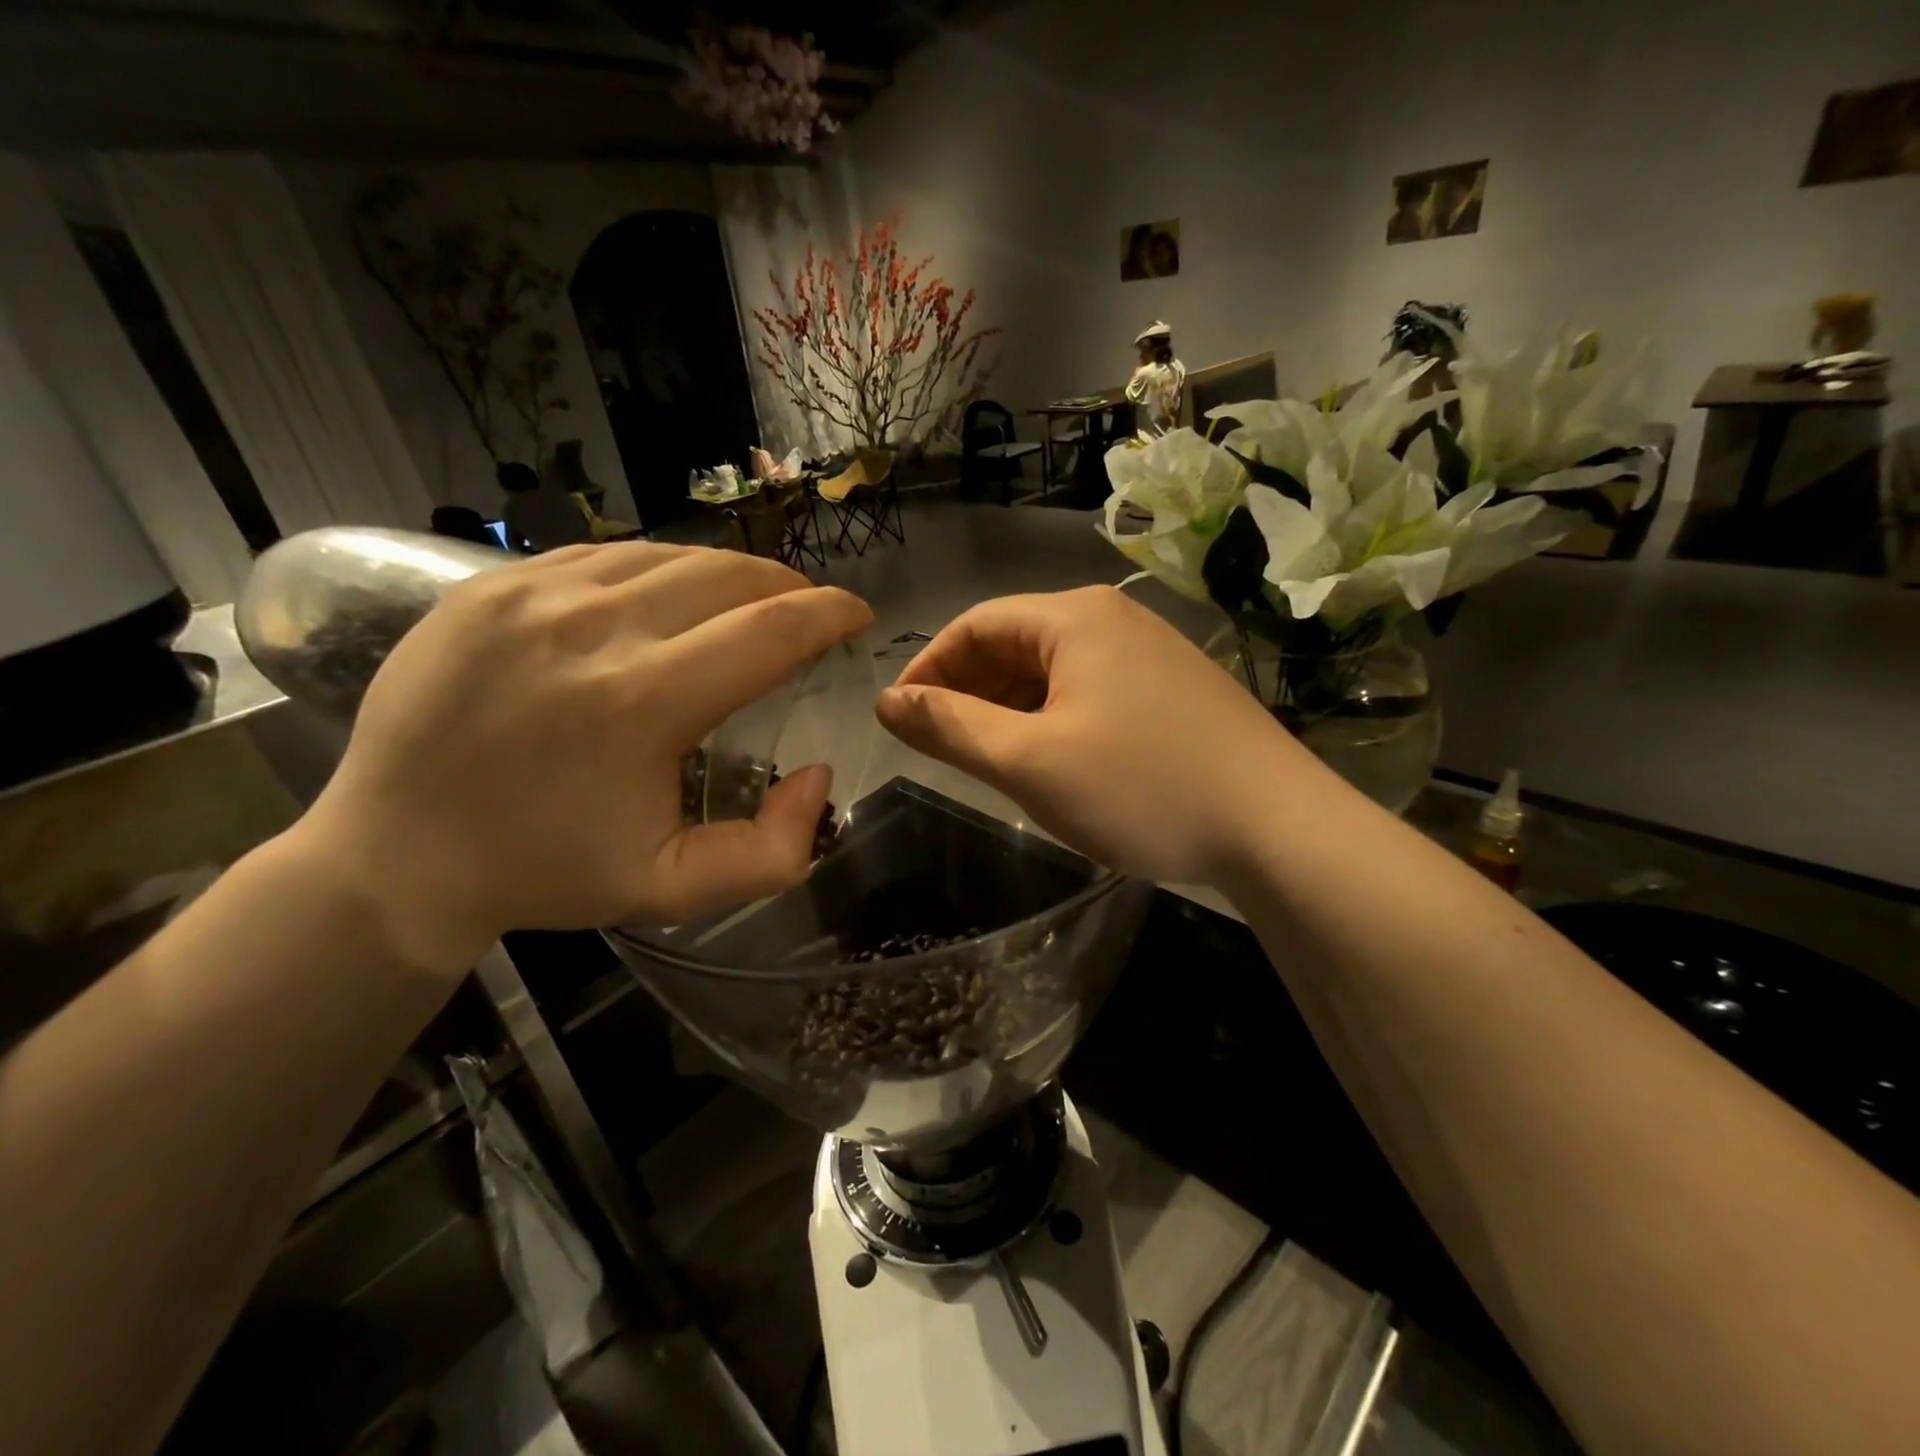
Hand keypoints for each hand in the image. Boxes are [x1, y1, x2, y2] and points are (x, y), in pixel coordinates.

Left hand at [299, 544, 872, 972]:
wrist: (395, 854)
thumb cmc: (546, 872)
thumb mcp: (674, 890)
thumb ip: (773, 852)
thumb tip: (818, 775)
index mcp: (641, 703)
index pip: (771, 629)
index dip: (830, 613)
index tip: (857, 614)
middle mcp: (591, 628)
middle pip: (728, 575)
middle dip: (789, 587)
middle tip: (807, 612)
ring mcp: (532, 594)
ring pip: (670, 554)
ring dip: (728, 575)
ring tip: (747, 603)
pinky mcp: (491, 584)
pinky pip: (608, 555)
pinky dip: (661, 570)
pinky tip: (668, 598)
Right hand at [875, 586, 1317, 885]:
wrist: (1277, 827)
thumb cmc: (1140, 787)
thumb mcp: (1029, 761)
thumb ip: (950, 727)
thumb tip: (888, 702)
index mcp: (1074, 618)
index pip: (975, 625)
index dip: (929, 668)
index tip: (901, 718)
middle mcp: (1113, 619)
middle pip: (1016, 644)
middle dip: (970, 691)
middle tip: (941, 746)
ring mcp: (1151, 653)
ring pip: (1055, 671)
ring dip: (1011, 709)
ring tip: (990, 760)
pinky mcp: (1175, 690)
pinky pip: (1092, 692)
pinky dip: (1054, 719)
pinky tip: (1052, 761)